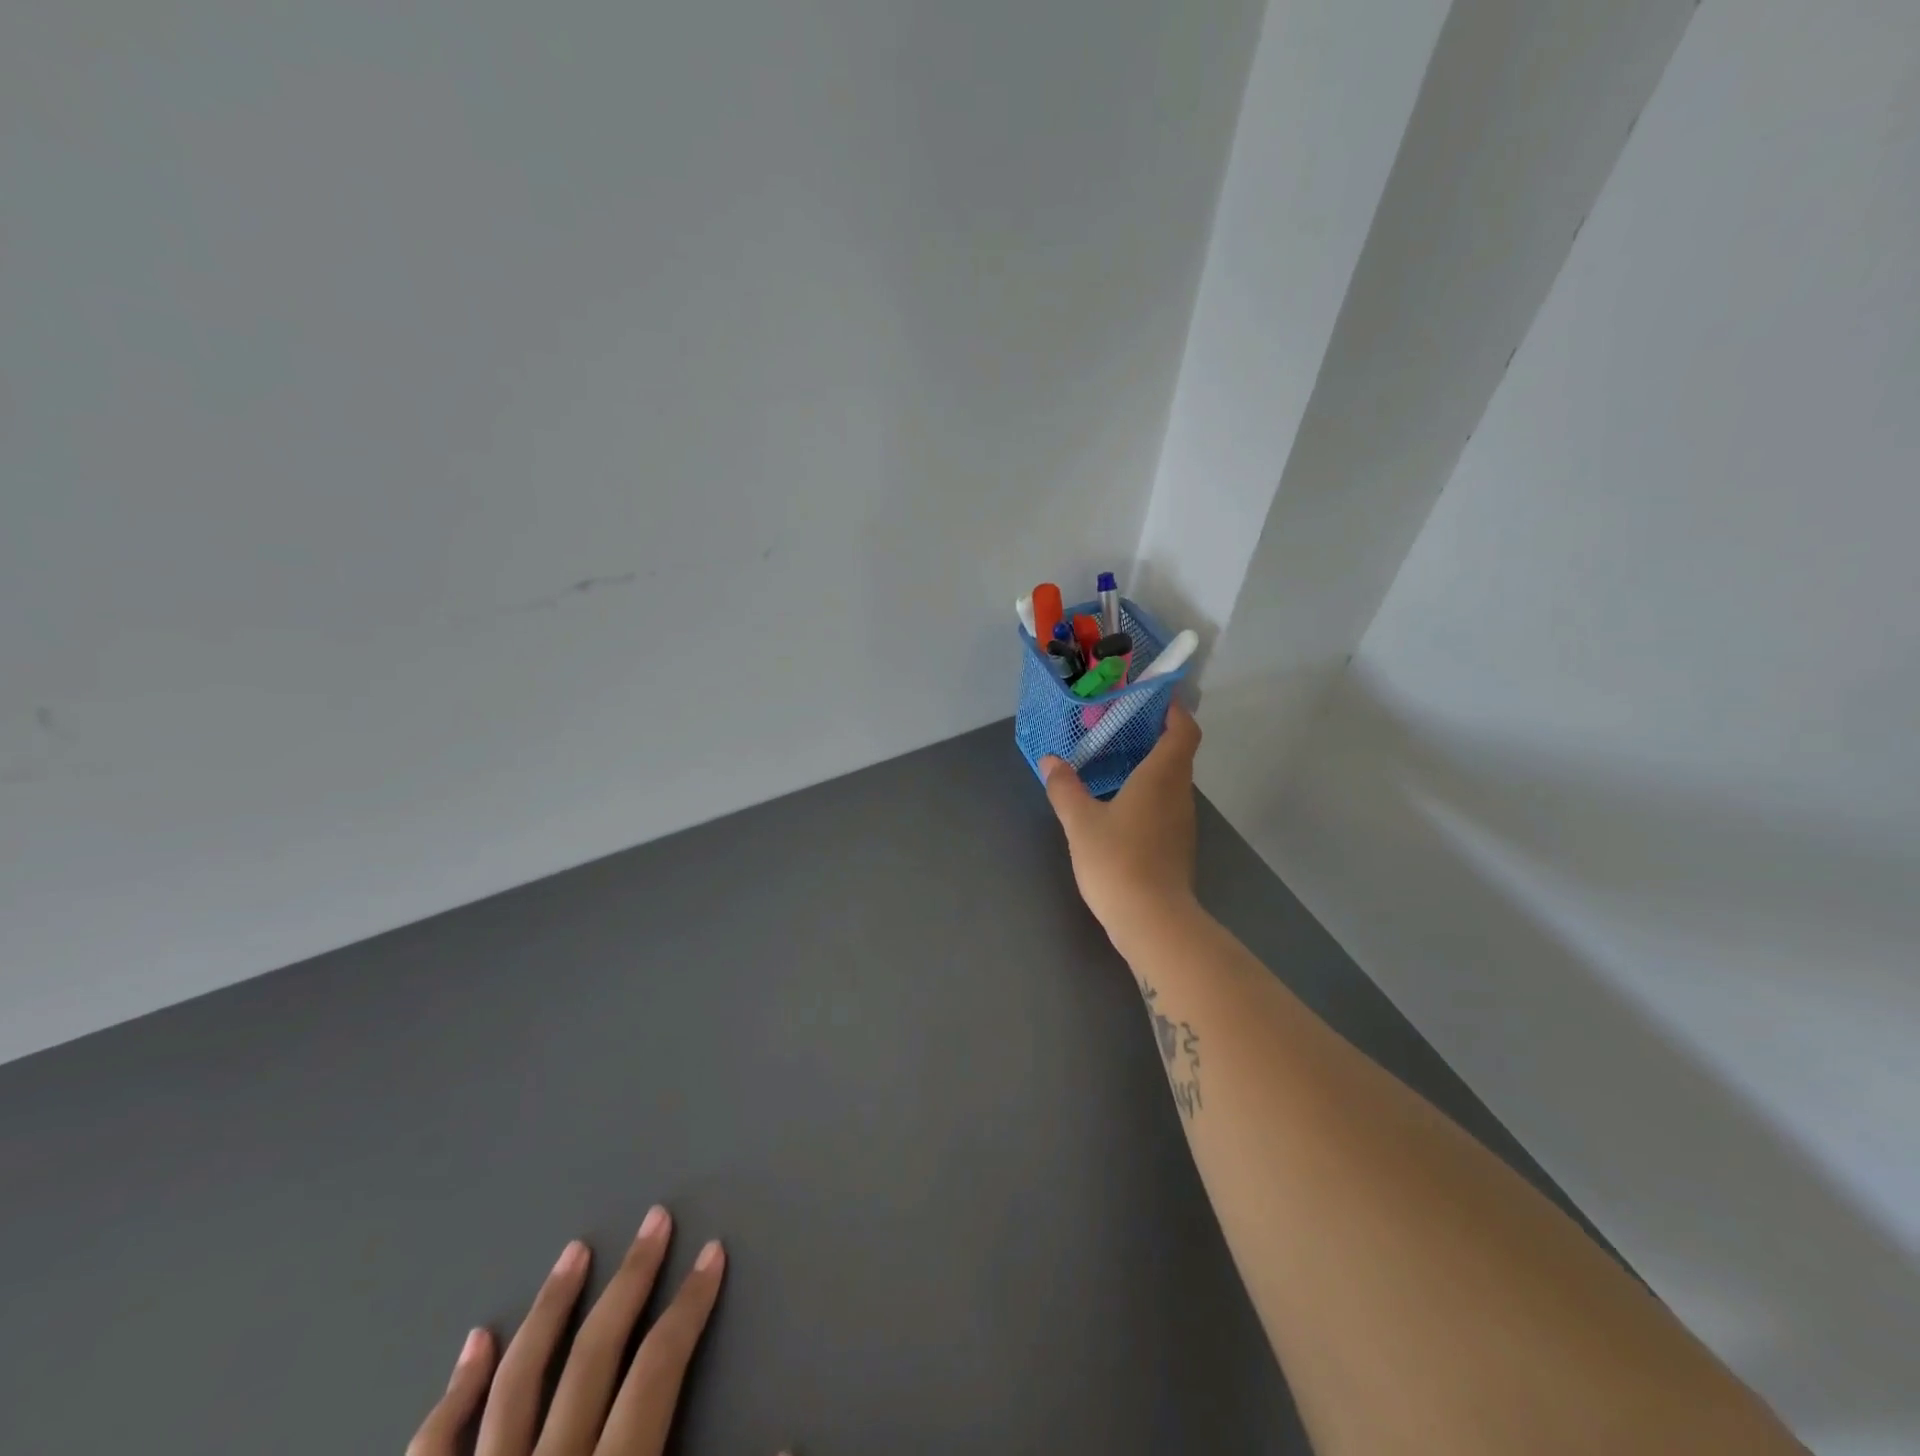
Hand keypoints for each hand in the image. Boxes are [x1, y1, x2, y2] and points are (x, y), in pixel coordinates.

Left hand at [408, 1209, 773, 1455]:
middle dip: (631, 1280)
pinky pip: (433, 1452)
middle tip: (655, 1220)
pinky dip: (455, 1392)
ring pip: (515, 1383)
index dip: (690, 1306)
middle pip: (594, 1355)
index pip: (657, 1371)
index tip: (713, 1254)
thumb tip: (792, 1441)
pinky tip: (474, 1343)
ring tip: (574, 1252)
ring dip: (549, 1310)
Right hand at [1040, 701, 1201, 944]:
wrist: (1153, 922)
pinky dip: (1147, 794)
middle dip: (1153, 736)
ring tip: (1113, 762)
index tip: (1152, 697)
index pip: (1183, 730)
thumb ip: (1064, 788)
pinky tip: (1118, 805)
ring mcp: (1182, 823)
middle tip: (1116, 727)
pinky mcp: (1177, 846)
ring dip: (1149, 767)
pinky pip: (1165, 806)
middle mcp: (1180, 794)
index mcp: (1162, 776)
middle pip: (1177, 754)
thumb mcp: (1080, 822)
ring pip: (1171, 782)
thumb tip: (1051, 761)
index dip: (1174, 710)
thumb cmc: (1118, 861)